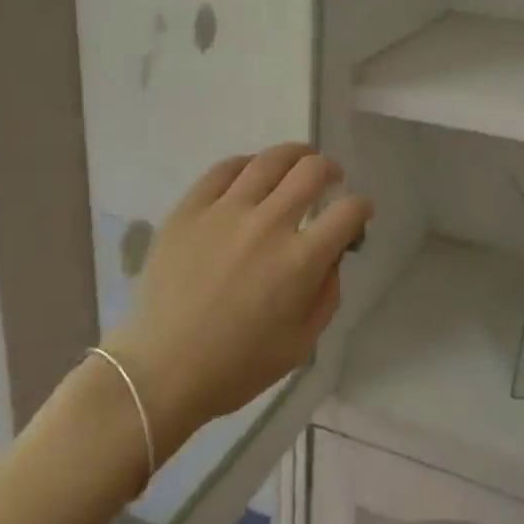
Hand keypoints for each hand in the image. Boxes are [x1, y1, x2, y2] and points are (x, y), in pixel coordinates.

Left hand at [107, 144, 373, 460]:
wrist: (162, 369)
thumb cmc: (237, 366)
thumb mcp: (301, 343)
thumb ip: (326, 293)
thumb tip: (331, 255)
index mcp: (300, 260)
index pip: (346, 212)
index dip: (361, 207)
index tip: (359, 212)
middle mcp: (267, 224)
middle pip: (310, 172)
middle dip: (330, 169)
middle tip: (331, 178)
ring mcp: (224, 211)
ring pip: (268, 160)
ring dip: (293, 155)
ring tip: (298, 161)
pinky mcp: (189, 209)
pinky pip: (223, 170)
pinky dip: (246, 164)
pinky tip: (251, 171)